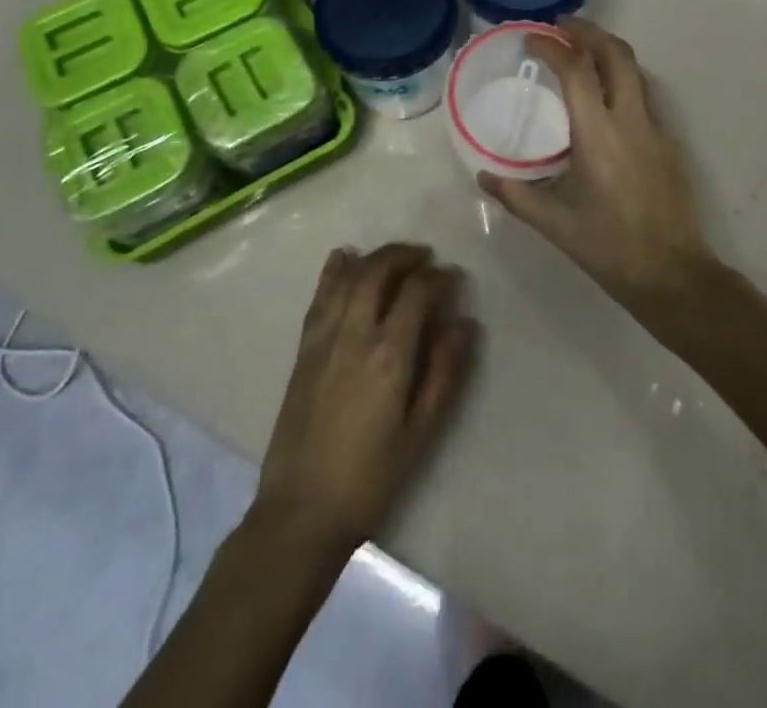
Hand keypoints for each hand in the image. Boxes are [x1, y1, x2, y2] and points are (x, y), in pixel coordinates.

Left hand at [253, 243, 475, 555]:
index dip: (438, 278)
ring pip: (348, 278)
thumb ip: (444, 374)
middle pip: (378, 272)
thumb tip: (464, 325)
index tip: (453, 277)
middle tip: (425, 258)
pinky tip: (343, 258)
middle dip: (404, 256)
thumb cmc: (370, 478)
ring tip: (394, 258)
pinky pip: (320, 297)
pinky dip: (333, 272)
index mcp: (388, 355)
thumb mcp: (421, 433)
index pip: (416, 293)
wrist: (301, 511)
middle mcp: (354, 335)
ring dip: (373, 258)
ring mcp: (324, 339)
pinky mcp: (303, 350)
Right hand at [479, 20, 712, 313]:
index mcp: (598, 135)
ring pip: (635, 70)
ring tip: (580, 51)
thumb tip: (484, 174)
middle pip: (616, 53)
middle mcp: (631, 120)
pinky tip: (604, 96)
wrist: (673, 273)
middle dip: (588, 31)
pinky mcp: (669, 141)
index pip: (577, 70)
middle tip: (560, 27)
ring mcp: (656, 128)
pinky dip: (621, 78)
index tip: (530, 39)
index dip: (552, 46)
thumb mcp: (555, 224)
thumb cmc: (609, 248)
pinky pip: (644, 93)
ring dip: (607, 50)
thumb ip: (516, 195)